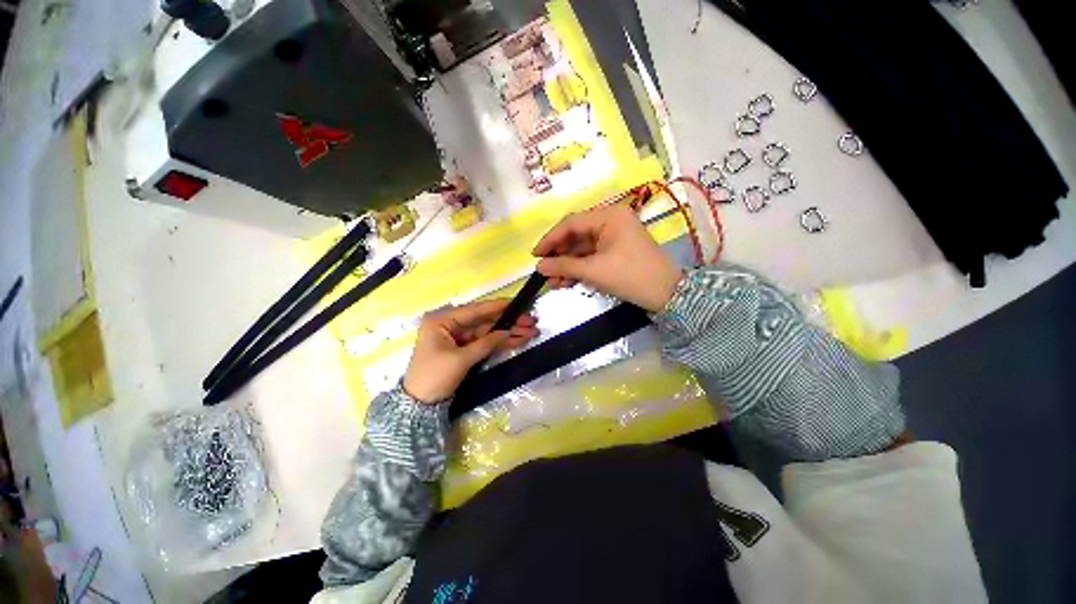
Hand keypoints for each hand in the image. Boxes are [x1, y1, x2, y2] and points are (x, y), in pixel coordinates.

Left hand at [403, 299, 537, 402]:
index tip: (517, 303)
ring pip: (488, 332)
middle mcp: (451, 325)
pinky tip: (518, 340)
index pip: (475, 310)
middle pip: (484, 321)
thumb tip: (507, 332)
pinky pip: (485, 343)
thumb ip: (486, 343)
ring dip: (508, 333)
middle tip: (531, 320)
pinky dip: (501, 343)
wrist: (419, 406)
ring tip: (530, 332)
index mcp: (442, 321)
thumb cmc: (435, 377)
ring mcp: (458, 338)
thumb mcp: (460, 359)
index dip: (498, 307)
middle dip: (508, 322)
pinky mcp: (464, 350)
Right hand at [533, 204, 681, 311]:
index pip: (571, 223)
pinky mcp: (615, 251)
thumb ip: (564, 266)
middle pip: (576, 235)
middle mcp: (611, 221)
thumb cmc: (630, 276)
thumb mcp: (594, 270)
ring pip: (582, 248)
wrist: (667, 295)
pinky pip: (591, 256)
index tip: (535, 255)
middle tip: (543, 271)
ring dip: (567, 265)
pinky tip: (565, 281)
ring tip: (552, 282)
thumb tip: (538, 267)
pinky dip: (579, 268)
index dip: (550, 239)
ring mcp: (614, 237)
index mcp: (609, 215)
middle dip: (559, 255)